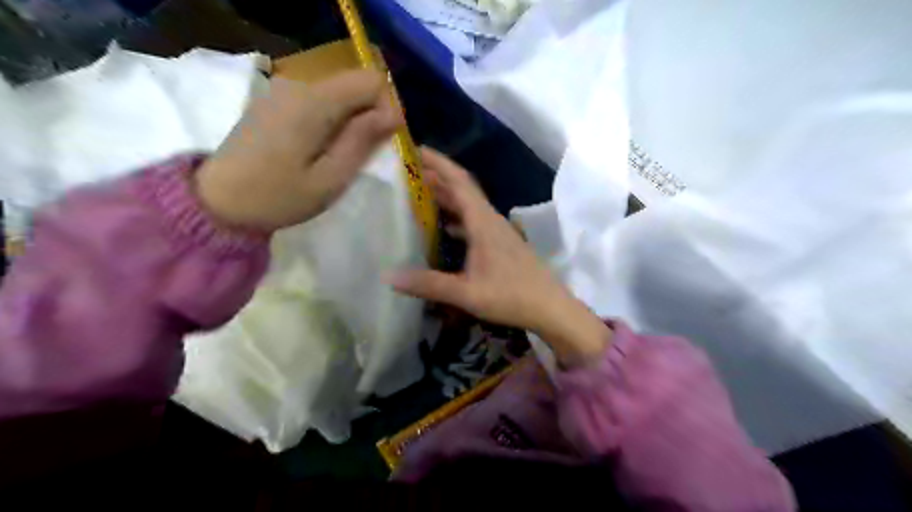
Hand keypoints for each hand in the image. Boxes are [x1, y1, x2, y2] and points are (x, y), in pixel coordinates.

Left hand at [197, 70, 400, 231]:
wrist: (218, 202)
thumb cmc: (278, 197)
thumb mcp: (329, 179)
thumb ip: (361, 142)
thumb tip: (393, 114)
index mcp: (313, 103)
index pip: (371, 80)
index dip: (387, 107)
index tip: (383, 141)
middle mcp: (299, 85)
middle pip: (355, 84)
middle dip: (371, 115)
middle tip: (363, 155)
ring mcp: (284, 91)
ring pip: (339, 93)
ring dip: (352, 121)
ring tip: (342, 157)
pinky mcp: (277, 102)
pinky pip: (320, 101)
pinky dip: (333, 121)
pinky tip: (321, 150)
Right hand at [388, 146, 607, 363]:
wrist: (550, 307)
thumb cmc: (511, 296)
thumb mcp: (466, 293)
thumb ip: (429, 284)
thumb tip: (388, 276)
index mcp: (483, 222)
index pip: (459, 181)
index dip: (438, 162)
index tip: (416, 149)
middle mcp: (490, 220)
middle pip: (463, 189)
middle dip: (438, 176)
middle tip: (409, 171)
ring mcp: (497, 232)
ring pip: (468, 206)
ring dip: (447, 197)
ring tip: (420, 194)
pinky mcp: (500, 244)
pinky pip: (473, 222)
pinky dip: (456, 218)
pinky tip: (444, 228)